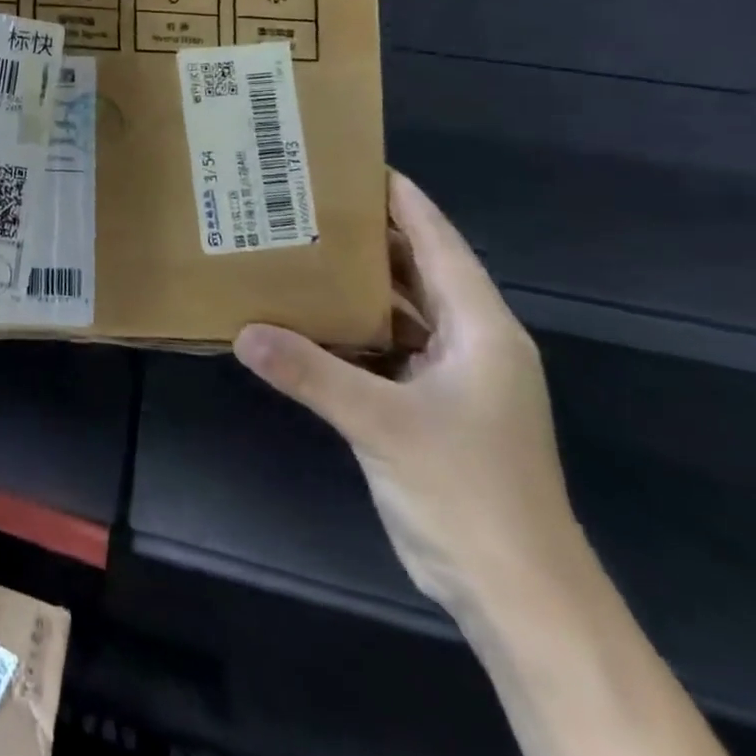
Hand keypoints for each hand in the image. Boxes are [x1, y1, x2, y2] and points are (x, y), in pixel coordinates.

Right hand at [233, 172, 580, 616]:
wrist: (514, 592)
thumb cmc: (468, 492)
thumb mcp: (383, 424)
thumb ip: (311, 373)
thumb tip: (241, 331)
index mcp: (480, 331)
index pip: (439, 244)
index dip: (403, 201)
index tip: (356, 163)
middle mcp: (467, 344)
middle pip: (414, 271)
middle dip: (366, 237)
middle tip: (304, 202)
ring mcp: (446, 378)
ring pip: (394, 312)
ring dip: (350, 286)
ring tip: (294, 249)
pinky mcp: (422, 408)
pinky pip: (378, 350)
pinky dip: (343, 332)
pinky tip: (298, 320)